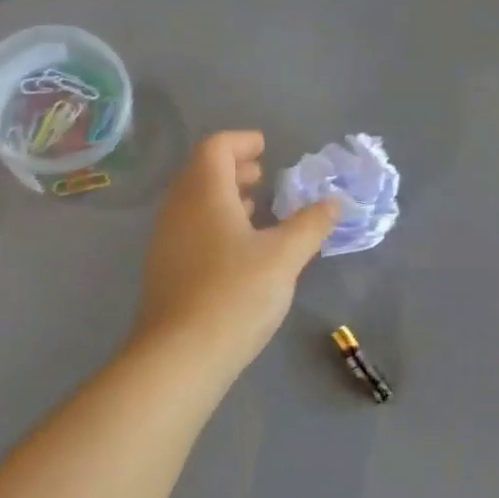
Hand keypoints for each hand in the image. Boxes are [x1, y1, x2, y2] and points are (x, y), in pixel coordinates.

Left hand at [136, 131, 339, 371]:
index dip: (241, 142)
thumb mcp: (284, 257)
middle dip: (232, 169)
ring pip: (193, 204)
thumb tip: (334, 202)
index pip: (215, 148)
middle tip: (262, 175)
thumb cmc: (235, 294)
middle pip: (200, 173)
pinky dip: (214, 224)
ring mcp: (165, 241)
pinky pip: (190, 230)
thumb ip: (311, 225)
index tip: (265, 147)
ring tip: (253, 208)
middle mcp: (177, 210)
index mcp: (203, 194)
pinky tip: (237, 250)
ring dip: (223, 198)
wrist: (180, 356)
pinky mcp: (164, 271)